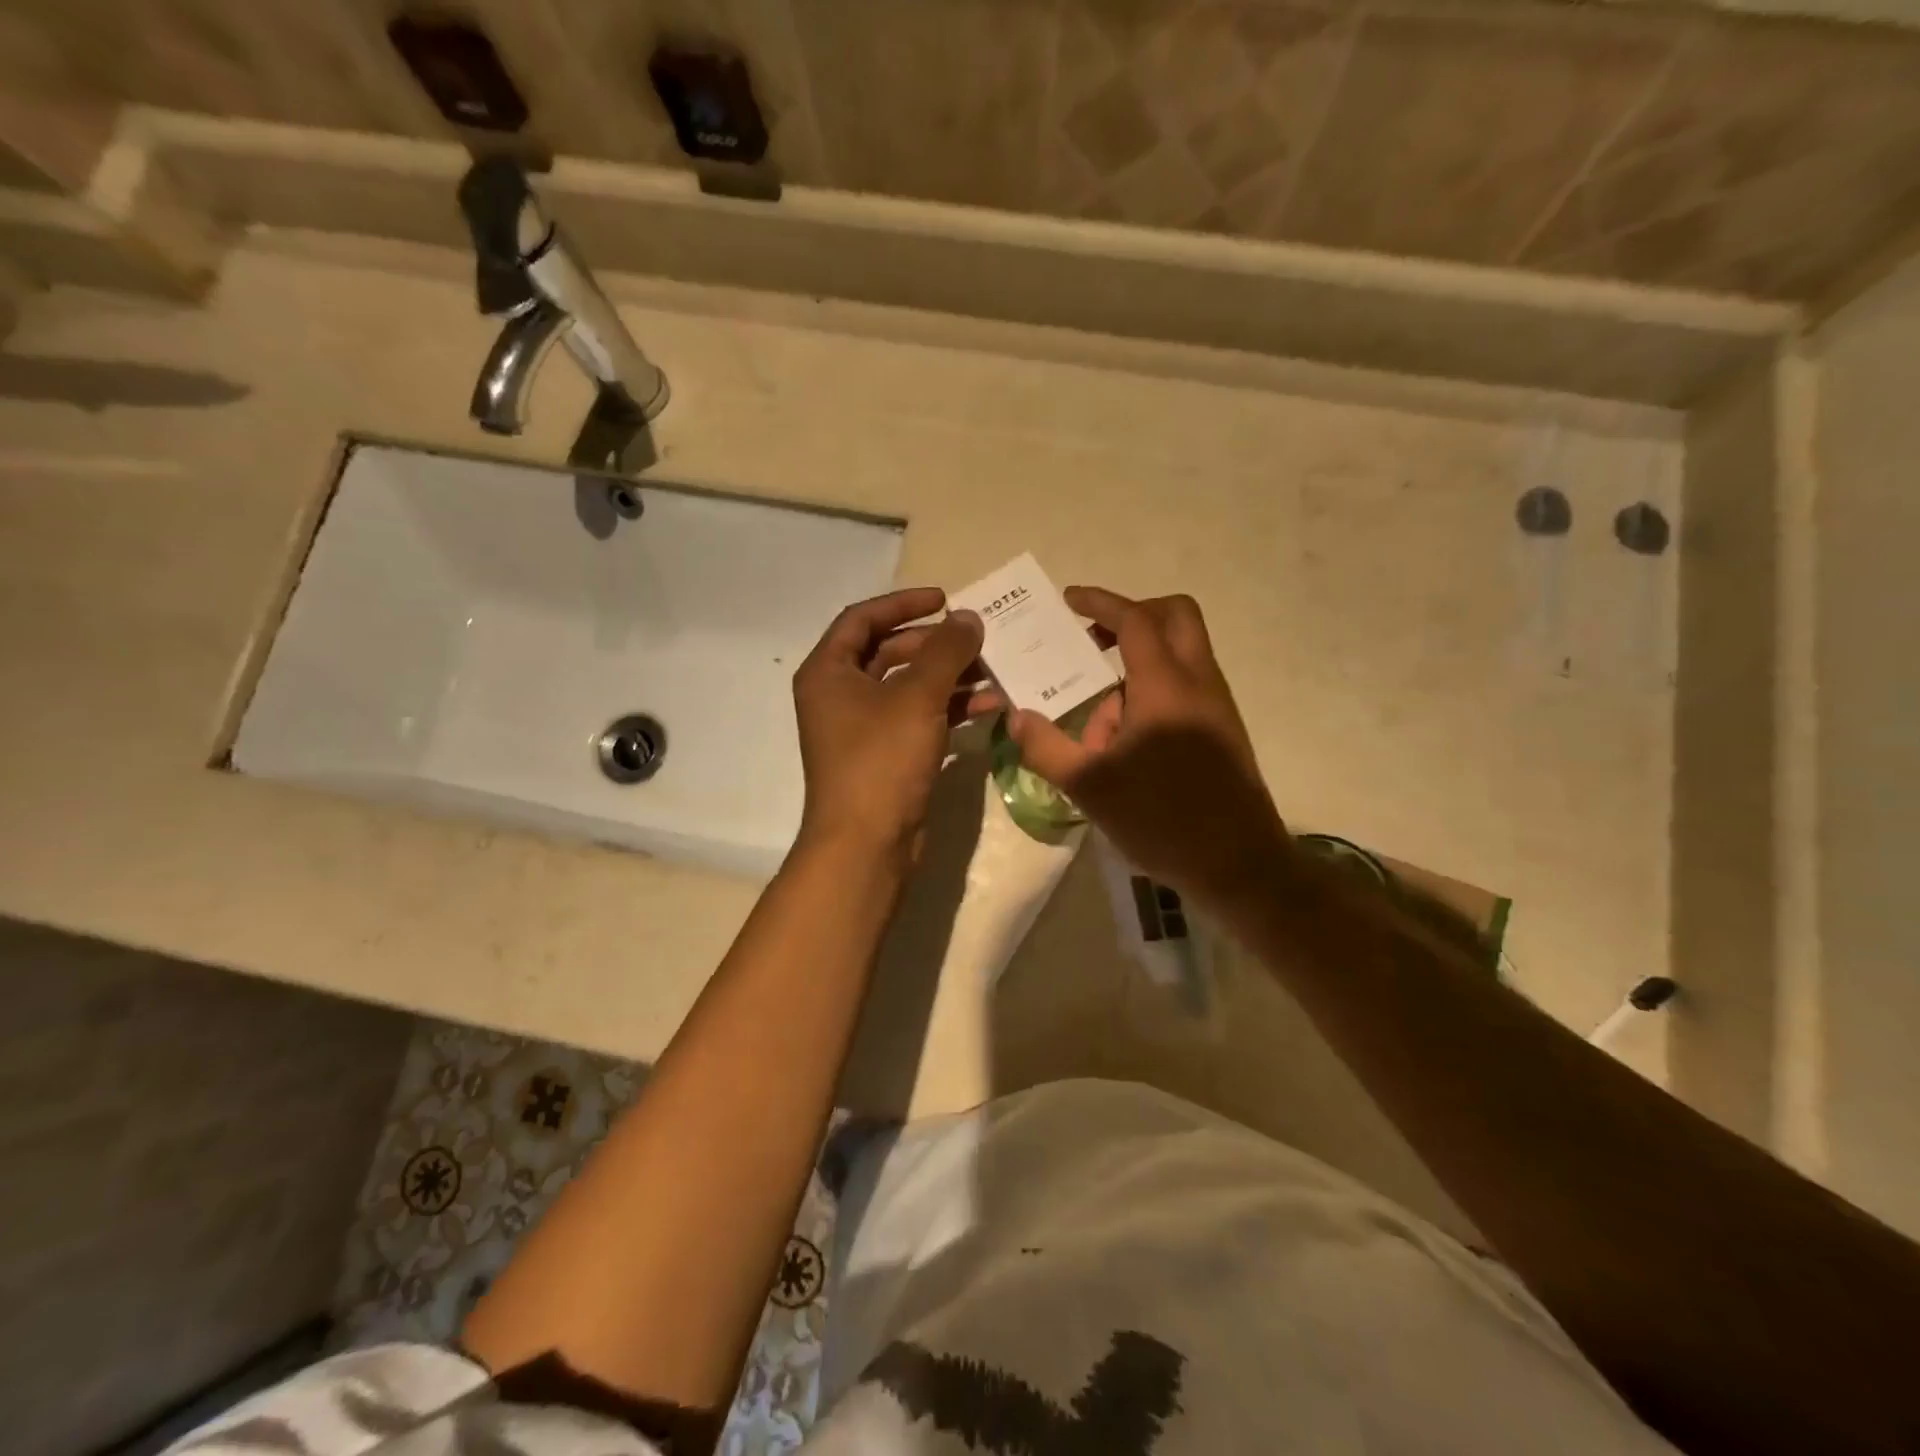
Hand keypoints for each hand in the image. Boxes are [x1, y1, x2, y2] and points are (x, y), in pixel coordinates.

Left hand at [792, 587, 993, 863]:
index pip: (863, 619)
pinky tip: (990, 707)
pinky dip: (950, 709)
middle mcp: (841, 696)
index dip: (904, 603)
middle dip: (936, 644)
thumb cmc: (881, 760)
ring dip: (951, 677)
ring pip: (910, 687)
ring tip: (995, 672)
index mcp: (829, 672)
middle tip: (978, 640)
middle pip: (890, 652)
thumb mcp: (916, 697)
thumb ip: (946, 651)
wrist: (866, 844)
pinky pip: (920, 718)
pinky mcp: (887, 756)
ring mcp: (864, 729)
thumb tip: (968, 618)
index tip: (946, 600)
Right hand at [1008, 588, 1288, 906]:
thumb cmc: (1162, 820)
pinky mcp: (1223, 728)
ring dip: (1138, 665)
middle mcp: (1198, 682)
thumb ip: (1047, 747)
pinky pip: (1186, 686)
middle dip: (1133, 615)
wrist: (1238, 865)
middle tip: (1094, 639)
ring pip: (1180, 654)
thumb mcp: (1090, 786)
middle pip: (1175, 616)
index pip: (1134, 620)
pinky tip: (1126, 742)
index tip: (1070, 600)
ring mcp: (1217, 704)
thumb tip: (1017, 717)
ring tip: (1098, 721)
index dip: (1101, 603)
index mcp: (1165, 686)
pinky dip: (1154, 690)